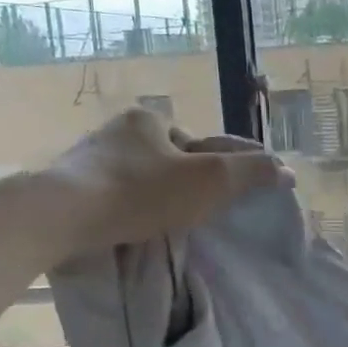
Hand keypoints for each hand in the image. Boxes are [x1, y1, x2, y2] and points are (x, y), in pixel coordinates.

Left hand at [38, 109, 290, 257]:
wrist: (59, 216)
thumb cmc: (142, 192)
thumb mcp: (211, 181)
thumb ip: (252, 173)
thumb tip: (288, 171)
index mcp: (152, 120)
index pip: (205, 142)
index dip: (230, 166)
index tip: (241, 191)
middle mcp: (119, 130)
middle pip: (174, 159)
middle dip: (193, 181)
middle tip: (208, 211)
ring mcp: (90, 158)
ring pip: (144, 178)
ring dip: (163, 196)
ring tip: (176, 223)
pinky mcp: (71, 187)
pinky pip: (118, 195)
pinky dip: (136, 208)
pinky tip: (140, 226)